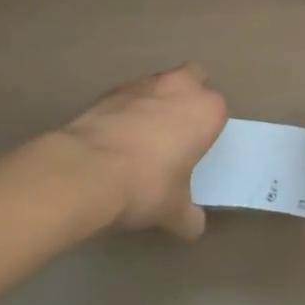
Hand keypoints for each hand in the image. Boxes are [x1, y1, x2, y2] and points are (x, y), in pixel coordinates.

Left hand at [49, 64, 227, 238]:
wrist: (87, 171)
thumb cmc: (146, 185)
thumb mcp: (174, 211)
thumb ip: (188, 215)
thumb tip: (193, 226)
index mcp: (206, 110)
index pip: (217, 110)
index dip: (206, 128)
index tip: (196, 149)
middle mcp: (179, 86)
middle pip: (192, 78)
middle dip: (186, 96)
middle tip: (175, 131)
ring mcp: (142, 84)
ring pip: (158, 85)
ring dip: (154, 102)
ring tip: (140, 139)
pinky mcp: (109, 91)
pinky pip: (126, 98)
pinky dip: (124, 112)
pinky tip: (114, 140)